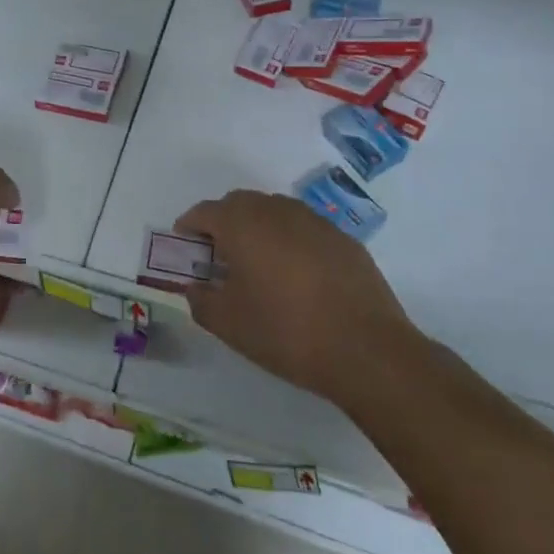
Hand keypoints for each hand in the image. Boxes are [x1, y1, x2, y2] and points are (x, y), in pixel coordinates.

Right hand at [176, 191, 418, 404]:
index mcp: (242, 224)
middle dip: (223, 223)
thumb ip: (201, 300)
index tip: (186, 249)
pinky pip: (304, 229)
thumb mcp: (228, 324)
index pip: (204, 212)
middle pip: (239, 204)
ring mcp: (315, 221)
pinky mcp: (344, 239)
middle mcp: (277, 211)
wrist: (367, 350)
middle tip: (219, 257)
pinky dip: (290, 241)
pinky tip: (297, 276)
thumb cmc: (285, 332)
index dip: (189, 227)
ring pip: (274, 211)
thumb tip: (196, 287)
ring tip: (259, 265)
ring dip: (258, 228)